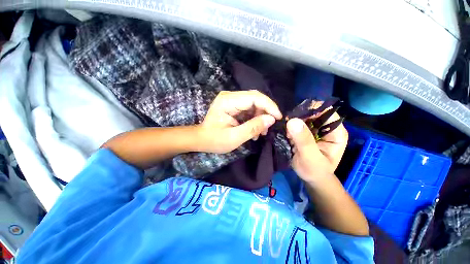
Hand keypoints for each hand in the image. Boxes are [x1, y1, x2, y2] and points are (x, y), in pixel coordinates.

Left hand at [197, 90, 281, 153]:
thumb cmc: (214, 140)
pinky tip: (255, 129)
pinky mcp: (234, 105)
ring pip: (254, 103)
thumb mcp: (234, 137)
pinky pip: (249, 108)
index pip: (254, 97)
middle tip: (269, 128)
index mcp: (227, 101)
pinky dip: (255, 118)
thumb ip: (253, 128)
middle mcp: (230, 96)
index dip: (269, 106)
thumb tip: (271, 119)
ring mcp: (232, 100)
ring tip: (261, 132)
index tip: (278, 118)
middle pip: (255, 98)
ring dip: (261, 117)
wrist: (201, 139)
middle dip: (265, 112)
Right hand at [286, 111, 347, 182]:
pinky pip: (297, 124)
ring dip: (293, 122)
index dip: (310, 110)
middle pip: (313, 113)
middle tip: (287, 125)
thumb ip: (304, 140)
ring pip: (303, 118)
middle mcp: (327, 128)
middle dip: (299, 117)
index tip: (294, 115)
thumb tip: (292, 121)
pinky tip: (286, 134)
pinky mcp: (306, 133)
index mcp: (336, 132)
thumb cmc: (314, 171)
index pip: (326, 112)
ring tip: (286, 132)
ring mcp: (316, 130)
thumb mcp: (310, 157)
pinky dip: (290, 127)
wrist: (310, 178)